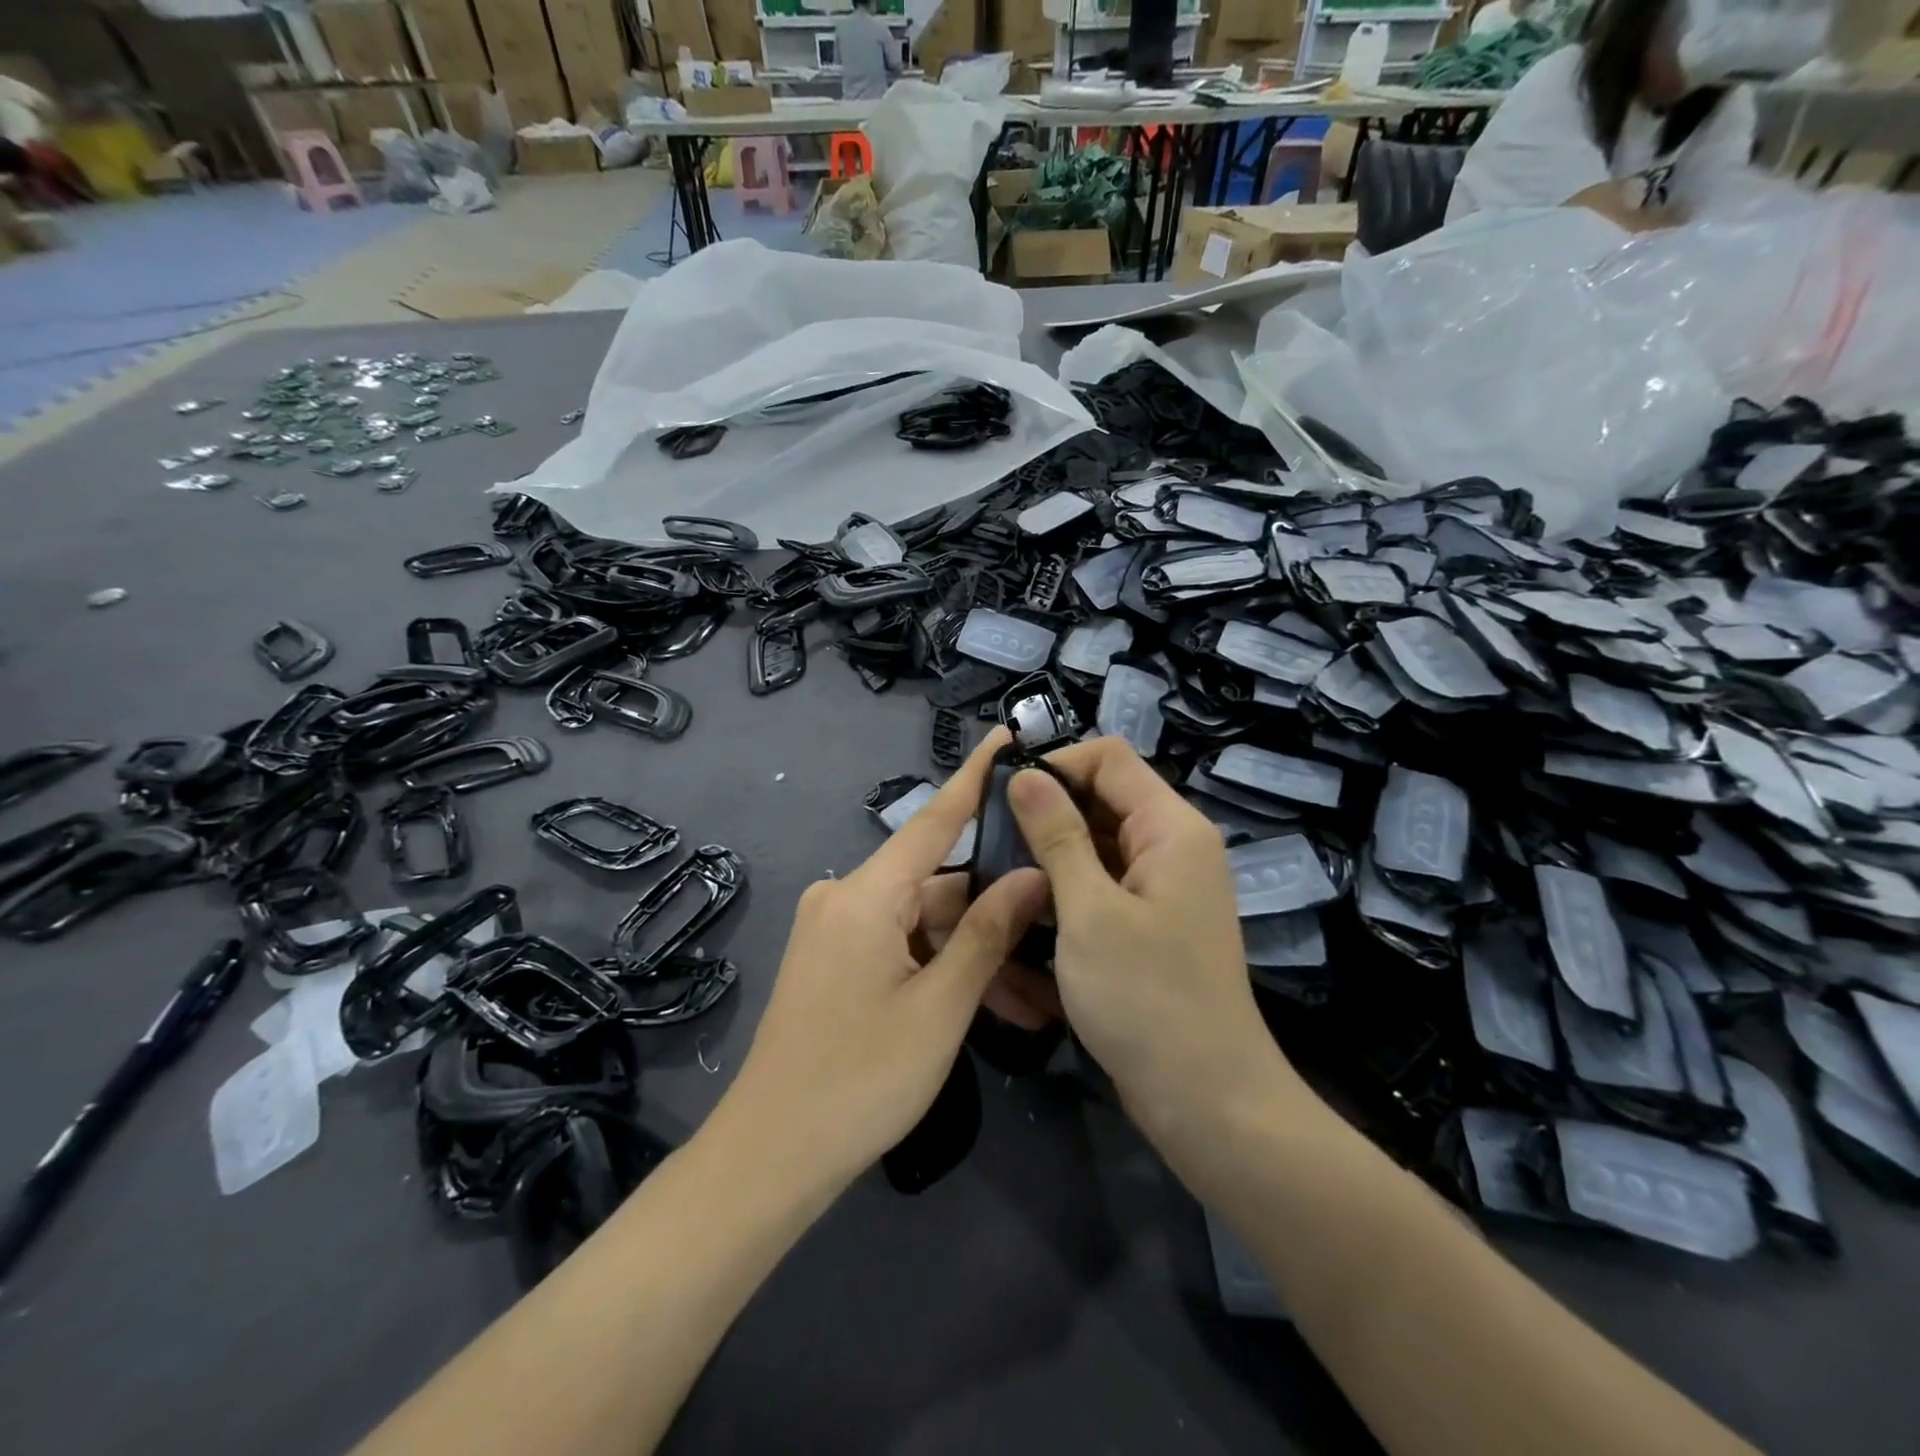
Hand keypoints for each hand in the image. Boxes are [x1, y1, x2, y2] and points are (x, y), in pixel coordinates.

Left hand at [719, 730, 1047, 1188]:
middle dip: (998, 914)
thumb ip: (988, 933)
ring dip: (975, 954)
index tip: (1005, 736)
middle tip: (1060, 937)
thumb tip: (1032, 874)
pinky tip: (991, 1002)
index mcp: (865, 895)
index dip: (973, 777)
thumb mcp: (940, 1007)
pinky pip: (902, 946)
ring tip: (1036, 999)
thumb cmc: (860, 1079)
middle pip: (939, 885)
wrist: (772, 1155)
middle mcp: (846, 897)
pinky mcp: (836, 959)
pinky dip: (942, 967)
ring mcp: (838, 930)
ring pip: (926, 923)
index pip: (933, 819)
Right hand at [1007, 738, 1299, 1142]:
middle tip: (987, 847)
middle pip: (1098, 802)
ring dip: (1046, 864)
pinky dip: (1062, 899)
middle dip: (1043, 819)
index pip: (1109, 758)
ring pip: (1091, 849)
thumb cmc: (1147, 999)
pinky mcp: (1145, 924)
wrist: (1206, 1101)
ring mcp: (1158, 888)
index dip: (1055, 765)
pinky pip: (1097, 889)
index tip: (1002, 797)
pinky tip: (1022, 923)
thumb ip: (1057, 835)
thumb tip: (1026, 774)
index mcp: (1170, 828)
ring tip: (996, 887)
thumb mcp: (1089, 911)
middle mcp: (1169, 847)